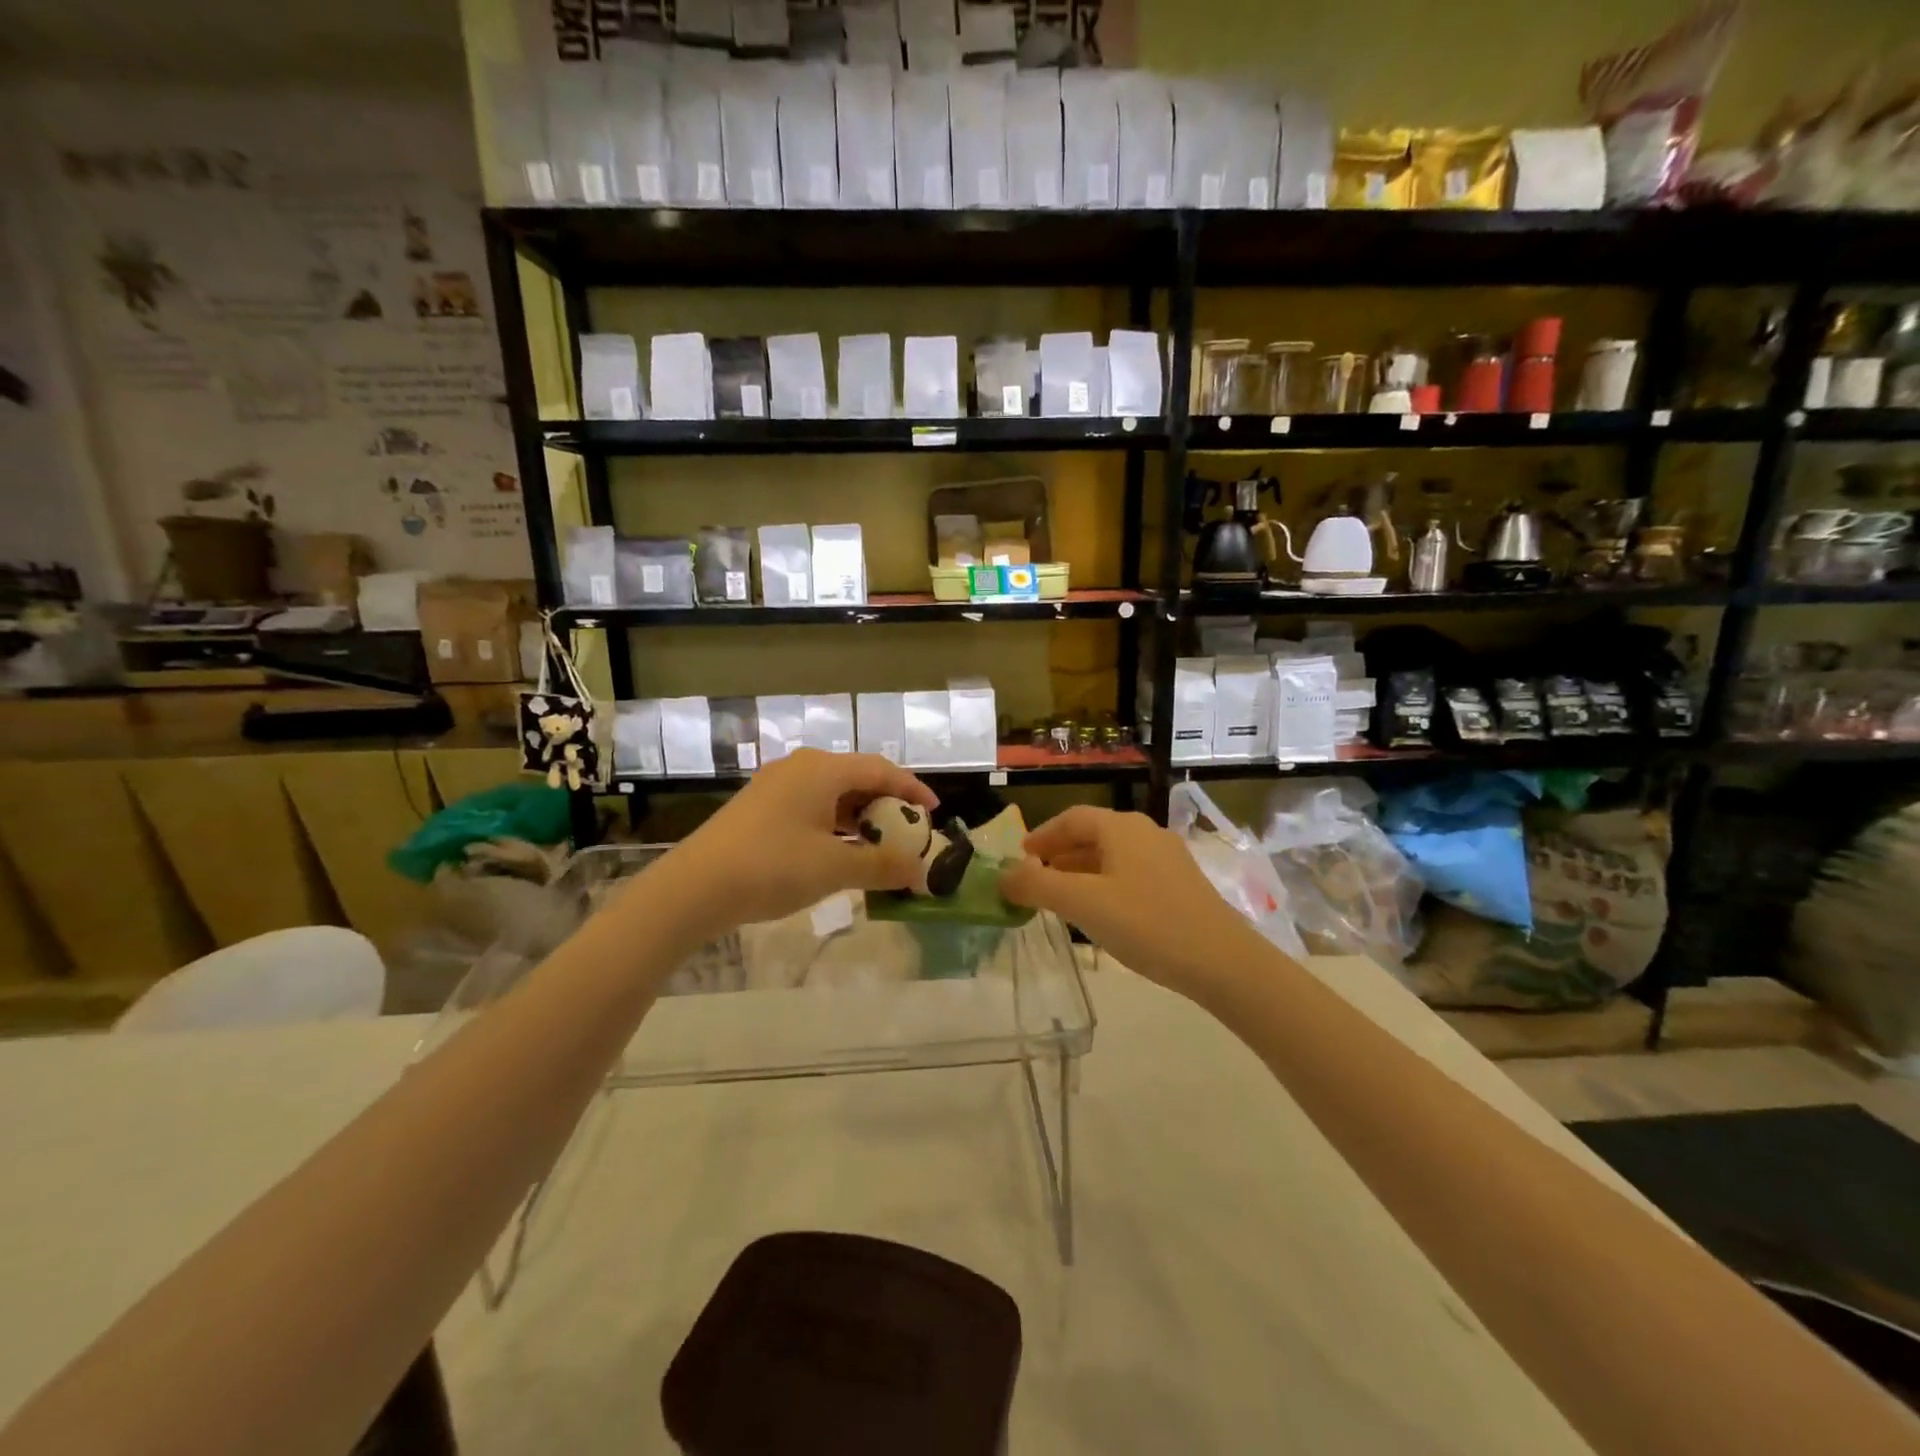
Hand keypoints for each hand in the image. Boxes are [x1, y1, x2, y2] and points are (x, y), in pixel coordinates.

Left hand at [640, 750, 938, 943]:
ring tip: (880, 846)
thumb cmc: (772, 867)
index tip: (934, 814)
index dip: (912, 790)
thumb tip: (920, 872)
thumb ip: (882, 866)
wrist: (694, 888)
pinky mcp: (760, 808)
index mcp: (822, 769)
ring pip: (833, 794)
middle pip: (857, 778)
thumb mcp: (835, 868)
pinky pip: (811, 807)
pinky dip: (835, 825)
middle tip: (908, 833)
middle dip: (887, 805)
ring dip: (860, 818)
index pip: (881, 769)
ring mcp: (776, 787)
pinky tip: (841, 852)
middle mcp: (800, 768)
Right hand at [1000, 806, 1278, 1001]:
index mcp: (1122, 828)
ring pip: (1113, 856)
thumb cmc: (1146, 924)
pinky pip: (1131, 874)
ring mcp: (1168, 858)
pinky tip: (1101, 913)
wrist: (1223, 962)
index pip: (1072, 818)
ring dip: (1081, 871)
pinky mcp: (1182, 885)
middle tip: (1035, 880)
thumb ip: (1037, 886)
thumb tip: (1003, 876)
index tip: (1020, 858)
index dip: (1042, 836)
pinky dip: (1106, 884)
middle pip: (1093, 835)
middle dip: (1060, 855)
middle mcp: (1146, 833)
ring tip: (1061, 899)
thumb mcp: (1082, 904)